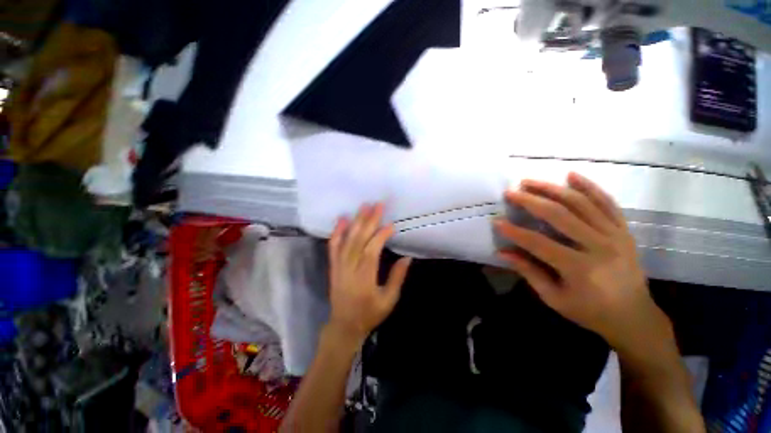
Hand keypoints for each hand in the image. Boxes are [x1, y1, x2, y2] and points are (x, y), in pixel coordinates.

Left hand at [327, 203, 411, 347]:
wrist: (344, 325)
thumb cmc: (369, 314)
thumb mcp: (389, 300)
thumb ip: (397, 278)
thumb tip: (407, 258)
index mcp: (364, 278)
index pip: (372, 250)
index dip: (381, 236)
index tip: (391, 225)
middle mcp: (350, 268)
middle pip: (359, 240)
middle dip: (369, 220)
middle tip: (377, 205)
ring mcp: (339, 266)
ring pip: (347, 240)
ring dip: (356, 222)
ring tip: (364, 206)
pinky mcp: (333, 266)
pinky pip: (333, 246)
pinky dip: (337, 232)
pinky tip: (342, 220)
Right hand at [495, 172, 665, 353]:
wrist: (634, 317)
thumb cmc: (590, 312)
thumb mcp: (554, 298)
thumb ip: (528, 272)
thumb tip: (502, 252)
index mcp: (580, 269)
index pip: (539, 243)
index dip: (514, 231)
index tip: (496, 221)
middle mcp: (600, 247)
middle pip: (560, 215)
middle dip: (531, 201)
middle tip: (511, 192)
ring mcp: (616, 235)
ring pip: (581, 203)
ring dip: (553, 189)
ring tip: (530, 181)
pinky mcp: (624, 230)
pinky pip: (607, 202)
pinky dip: (589, 186)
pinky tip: (571, 174)